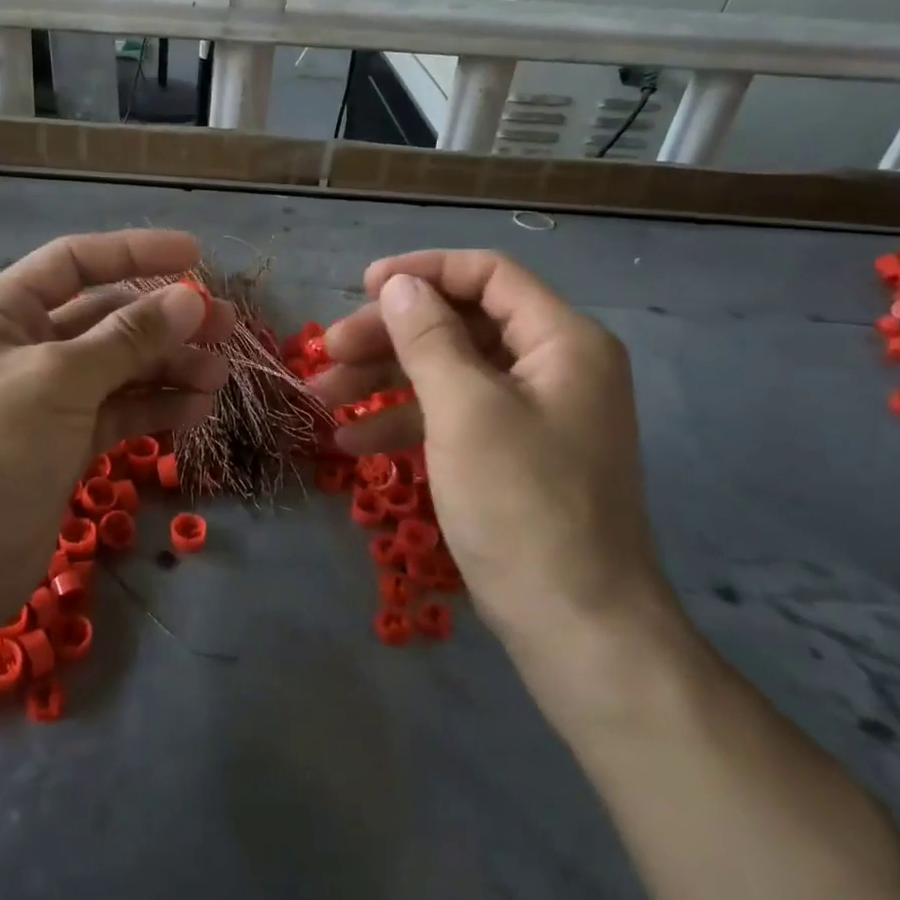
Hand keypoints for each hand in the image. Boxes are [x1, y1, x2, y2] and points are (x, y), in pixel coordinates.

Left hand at [0, 230, 231, 623]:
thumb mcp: (60, 380)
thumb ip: (128, 337)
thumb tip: (191, 300)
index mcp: (0, 314)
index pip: (74, 263)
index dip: (135, 253)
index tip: (196, 256)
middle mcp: (20, 349)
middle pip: (104, 318)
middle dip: (164, 320)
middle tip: (226, 326)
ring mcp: (43, 400)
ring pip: (117, 368)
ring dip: (168, 367)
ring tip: (219, 376)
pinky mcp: (62, 445)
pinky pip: (117, 412)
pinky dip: (154, 408)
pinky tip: (195, 410)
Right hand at [313, 251, 675, 678]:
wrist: (577, 626)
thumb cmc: (522, 504)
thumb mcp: (465, 410)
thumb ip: (429, 338)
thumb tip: (400, 285)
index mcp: (563, 342)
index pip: (488, 276)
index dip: (424, 272)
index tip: (363, 288)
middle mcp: (554, 367)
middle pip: (460, 325)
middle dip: (390, 336)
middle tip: (328, 353)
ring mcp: (532, 415)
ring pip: (448, 374)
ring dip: (385, 381)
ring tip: (322, 399)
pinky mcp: (512, 456)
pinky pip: (453, 418)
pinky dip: (405, 423)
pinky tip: (353, 443)